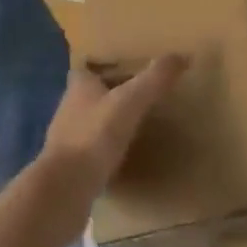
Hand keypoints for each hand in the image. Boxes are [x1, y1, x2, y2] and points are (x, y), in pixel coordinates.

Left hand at [31, 56, 186, 229]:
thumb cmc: (94, 136)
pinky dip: (106, 153)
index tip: (126, 65)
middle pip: (89, 95)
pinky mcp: (70, 170)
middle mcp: (69, 109)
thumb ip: (155, 79)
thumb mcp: (130, 101)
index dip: (103, 64)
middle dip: (109, 94)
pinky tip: (124, 159)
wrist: (63, 191)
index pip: (87, 67)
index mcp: (79, 87)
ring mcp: (66, 141)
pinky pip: (91, 154)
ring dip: (107, 124)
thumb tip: (183, 55)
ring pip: (89, 124)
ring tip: (136, 126)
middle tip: (139, 94)